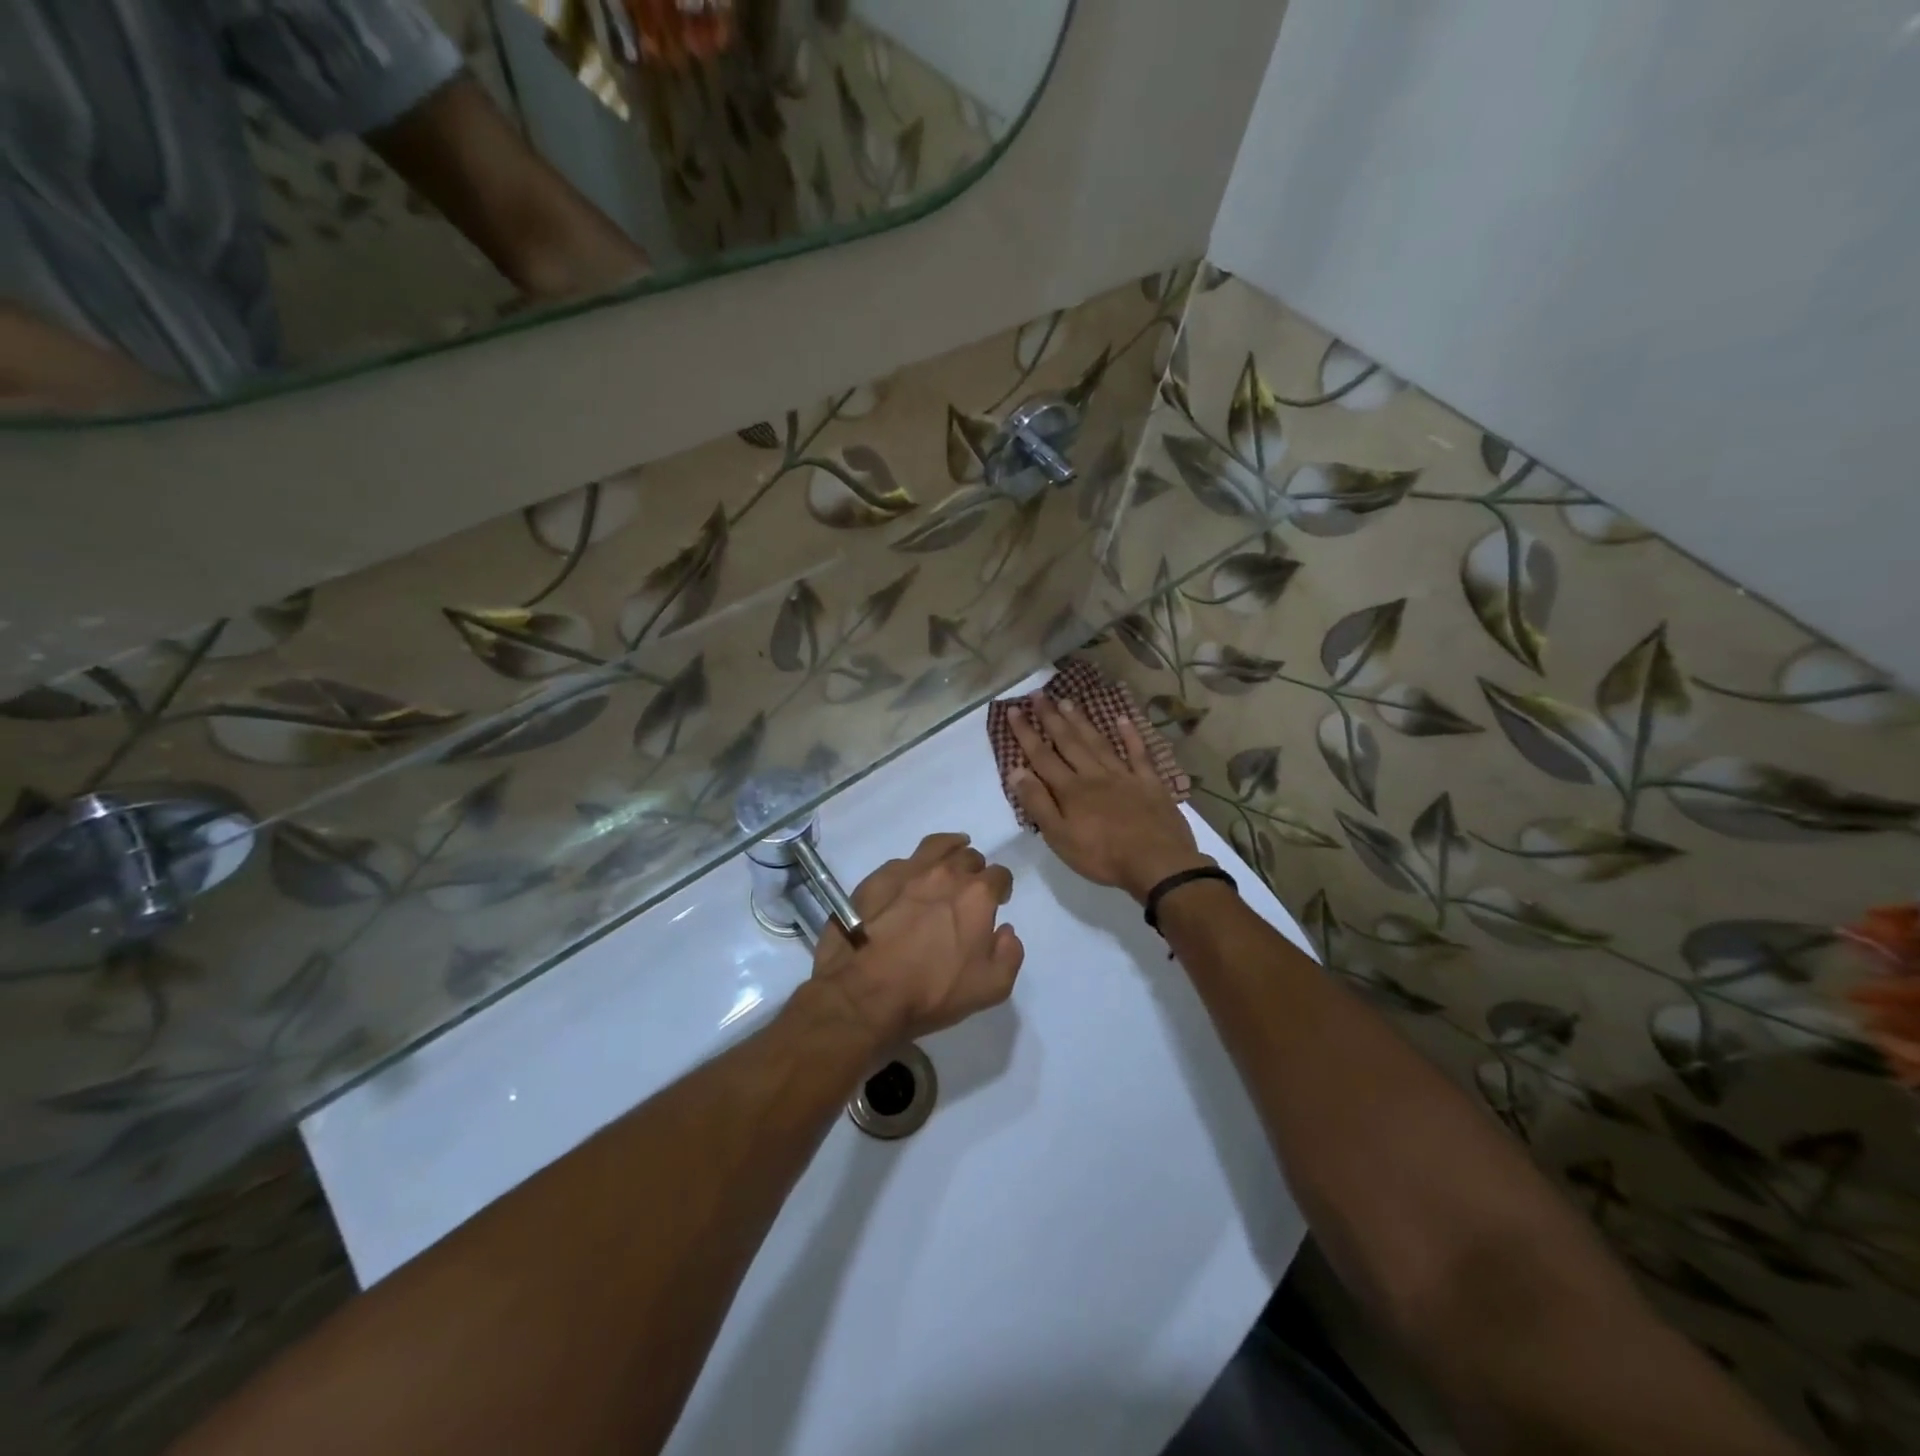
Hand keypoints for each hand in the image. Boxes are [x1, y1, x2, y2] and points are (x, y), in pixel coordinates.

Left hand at [809, 832, 1023, 1046]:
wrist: (864, 992)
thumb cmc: (932, 992)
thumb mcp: (990, 988)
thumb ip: (1009, 955)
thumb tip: (1006, 931)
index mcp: (976, 896)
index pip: (999, 875)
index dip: (1002, 887)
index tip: (998, 900)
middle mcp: (945, 873)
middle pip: (969, 857)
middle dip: (975, 870)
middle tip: (969, 888)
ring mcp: (908, 871)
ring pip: (937, 846)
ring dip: (949, 850)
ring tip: (950, 856)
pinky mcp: (877, 878)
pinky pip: (903, 861)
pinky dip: (913, 865)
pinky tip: (910, 878)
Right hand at [1008, 694, 1212, 901]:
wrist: (1157, 863)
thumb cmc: (1103, 856)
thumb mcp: (1060, 837)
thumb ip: (1037, 803)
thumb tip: (1016, 771)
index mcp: (1070, 790)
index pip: (1042, 756)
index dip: (1026, 733)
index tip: (1013, 710)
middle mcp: (1094, 775)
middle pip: (1069, 742)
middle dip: (1051, 717)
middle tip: (1038, 694)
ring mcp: (1124, 775)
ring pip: (1098, 742)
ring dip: (1081, 721)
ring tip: (1067, 701)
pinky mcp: (1149, 782)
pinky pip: (1138, 753)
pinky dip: (1130, 735)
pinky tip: (1122, 718)